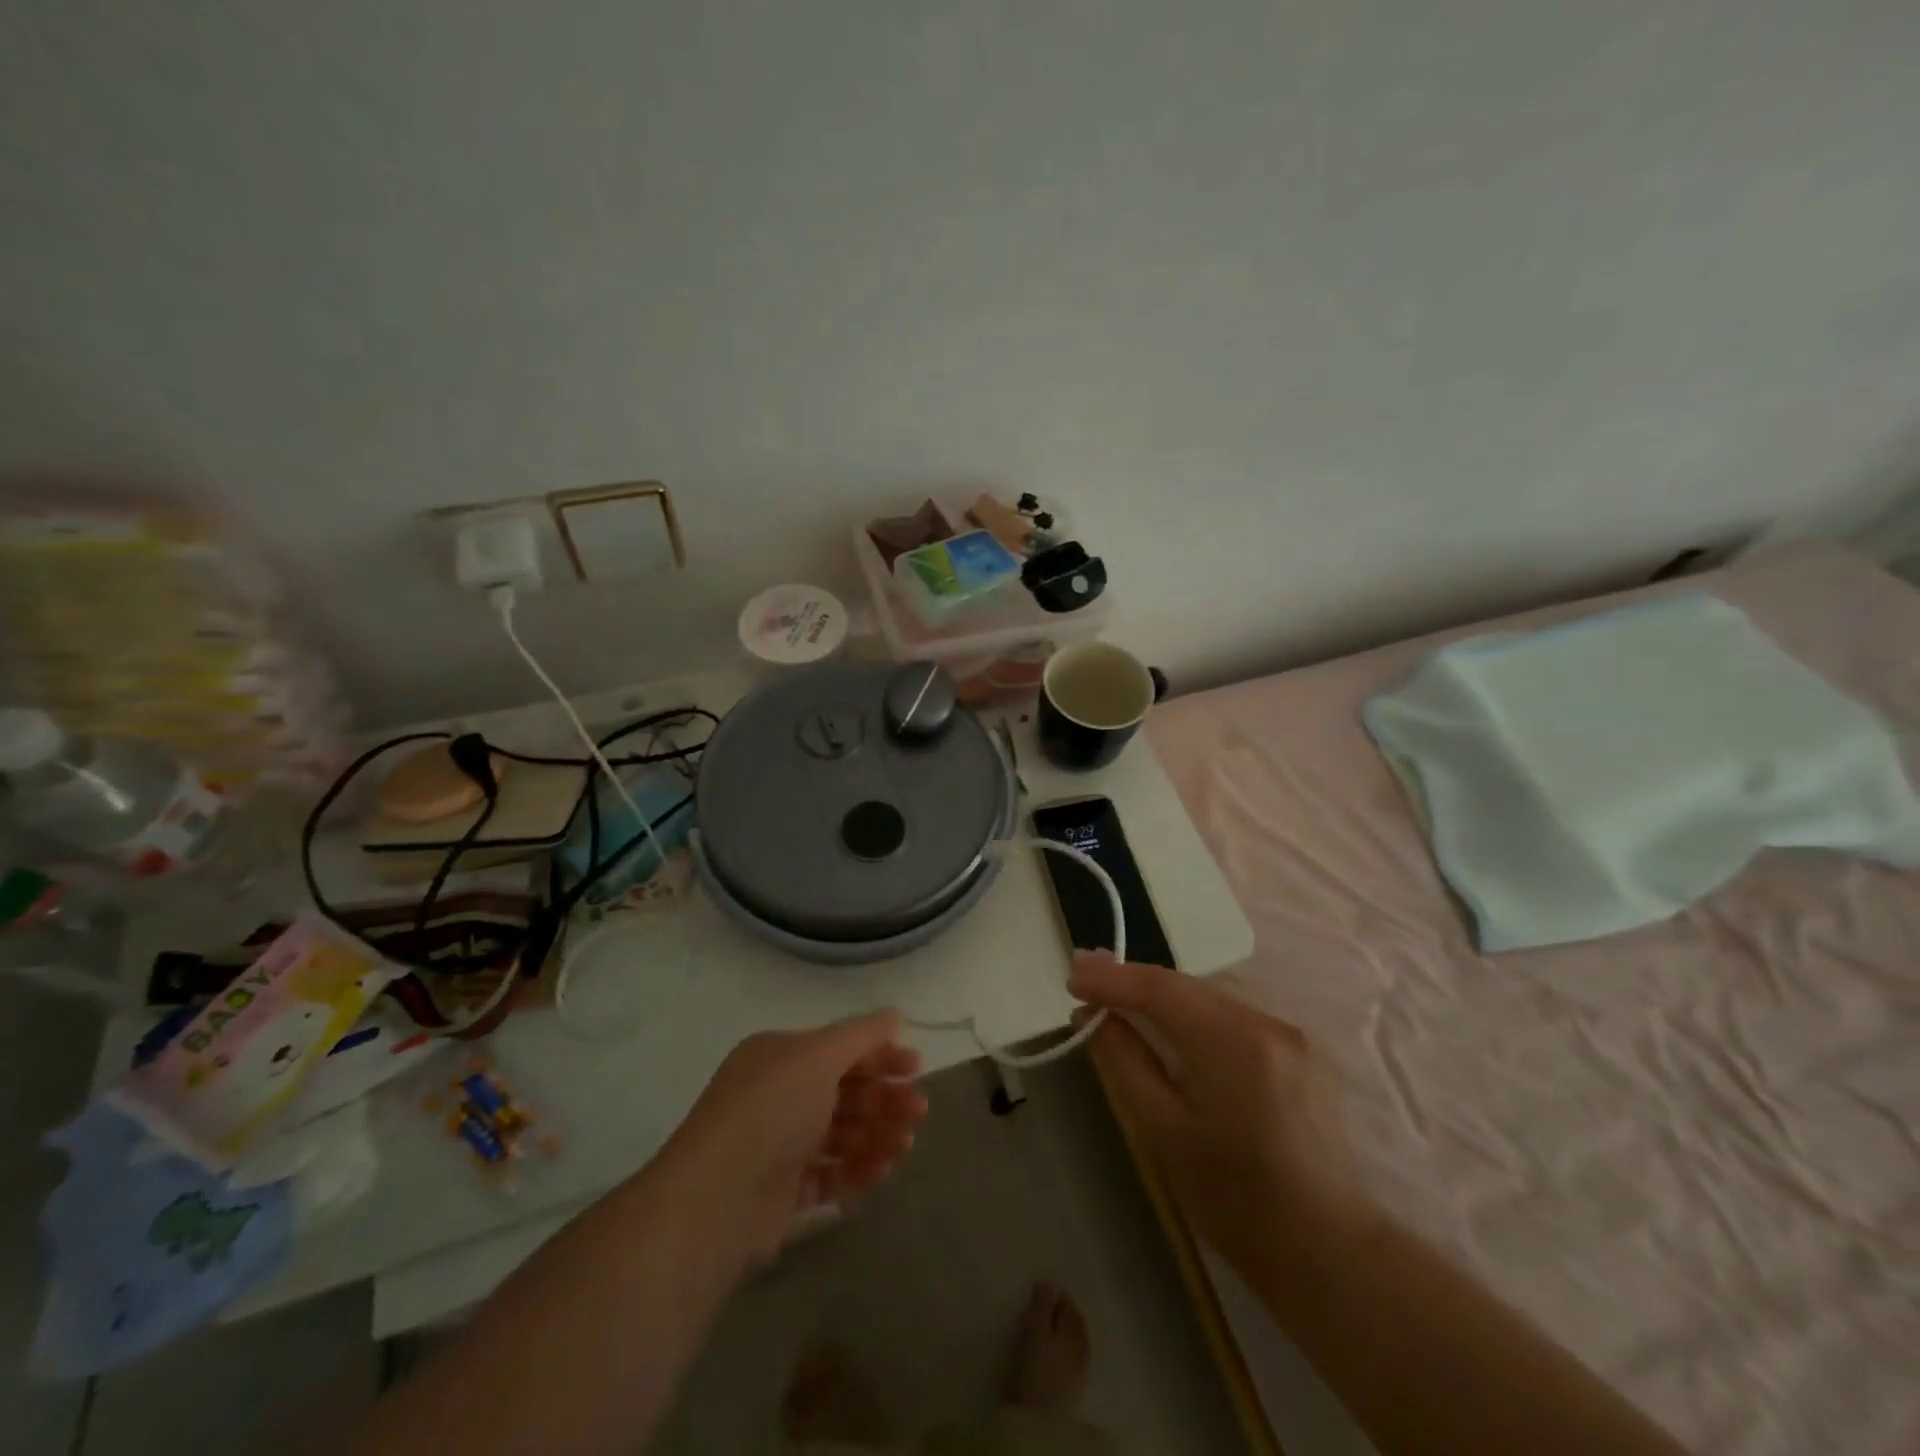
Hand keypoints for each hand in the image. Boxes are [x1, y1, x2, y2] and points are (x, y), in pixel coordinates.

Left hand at [659, 1012, 926, 1267]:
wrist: (714, 1202)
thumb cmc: (771, 1112)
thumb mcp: (818, 1056)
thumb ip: (861, 1034)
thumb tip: (893, 1016)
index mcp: (780, 1056)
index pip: (839, 1048)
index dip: (880, 1054)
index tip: (917, 1067)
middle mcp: (777, 1095)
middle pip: (844, 1091)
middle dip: (884, 1099)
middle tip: (918, 1112)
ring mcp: (777, 1144)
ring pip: (839, 1134)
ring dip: (875, 1135)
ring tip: (902, 1149)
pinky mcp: (779, 1192)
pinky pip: (826, 1175)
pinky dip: (853, 1172)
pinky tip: (876, 1175)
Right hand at [1069, 953, 1375, 1278]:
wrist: (1329, 1252)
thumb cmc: (1236, 1201)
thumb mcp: (1163, 1132)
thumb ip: (1124, 1062)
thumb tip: (1091, 1016)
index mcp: (1234, 1043)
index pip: (1161, 988)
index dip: (1112, 978)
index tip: (1071, 975)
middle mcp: (1266, 1023)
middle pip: (1186, 987)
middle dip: (1132, 980)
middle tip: (1084, 975)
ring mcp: (1289, 1034)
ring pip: (1208, 999)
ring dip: (1161, 995)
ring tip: (1115, 993)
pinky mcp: (1298, 1052)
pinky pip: (1230, 1017)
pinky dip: (1191, 1014)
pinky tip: (1167, 1022)